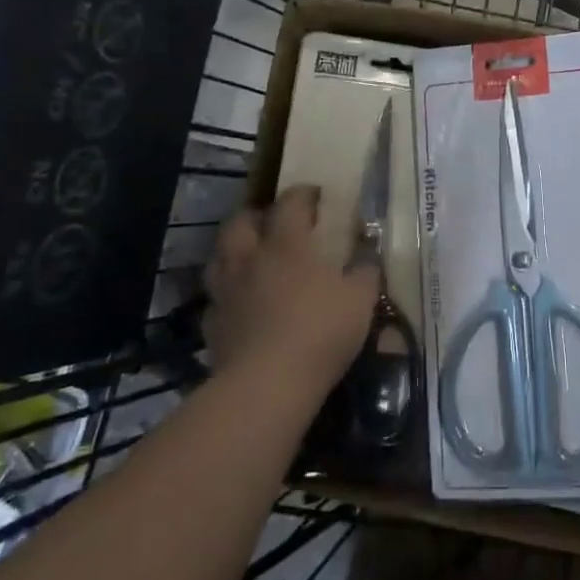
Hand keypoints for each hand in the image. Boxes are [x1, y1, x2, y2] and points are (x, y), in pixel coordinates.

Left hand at [205, 186, 378, 391]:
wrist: (266, 385)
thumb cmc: (320, 332)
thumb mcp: (360, 300)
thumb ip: (365, 272)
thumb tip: (368, 256)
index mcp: (287, 244)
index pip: (290, 203)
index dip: (303, 193)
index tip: (315, 194)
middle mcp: (250, 259)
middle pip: (241, 222)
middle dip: (257, 214)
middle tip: (274, 221)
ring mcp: (225, 291)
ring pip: (220, 255)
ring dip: (234, 248)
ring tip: (251, 256)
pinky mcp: (211, 324)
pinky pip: (216, 297)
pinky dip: (227, 292)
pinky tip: (240, 302)